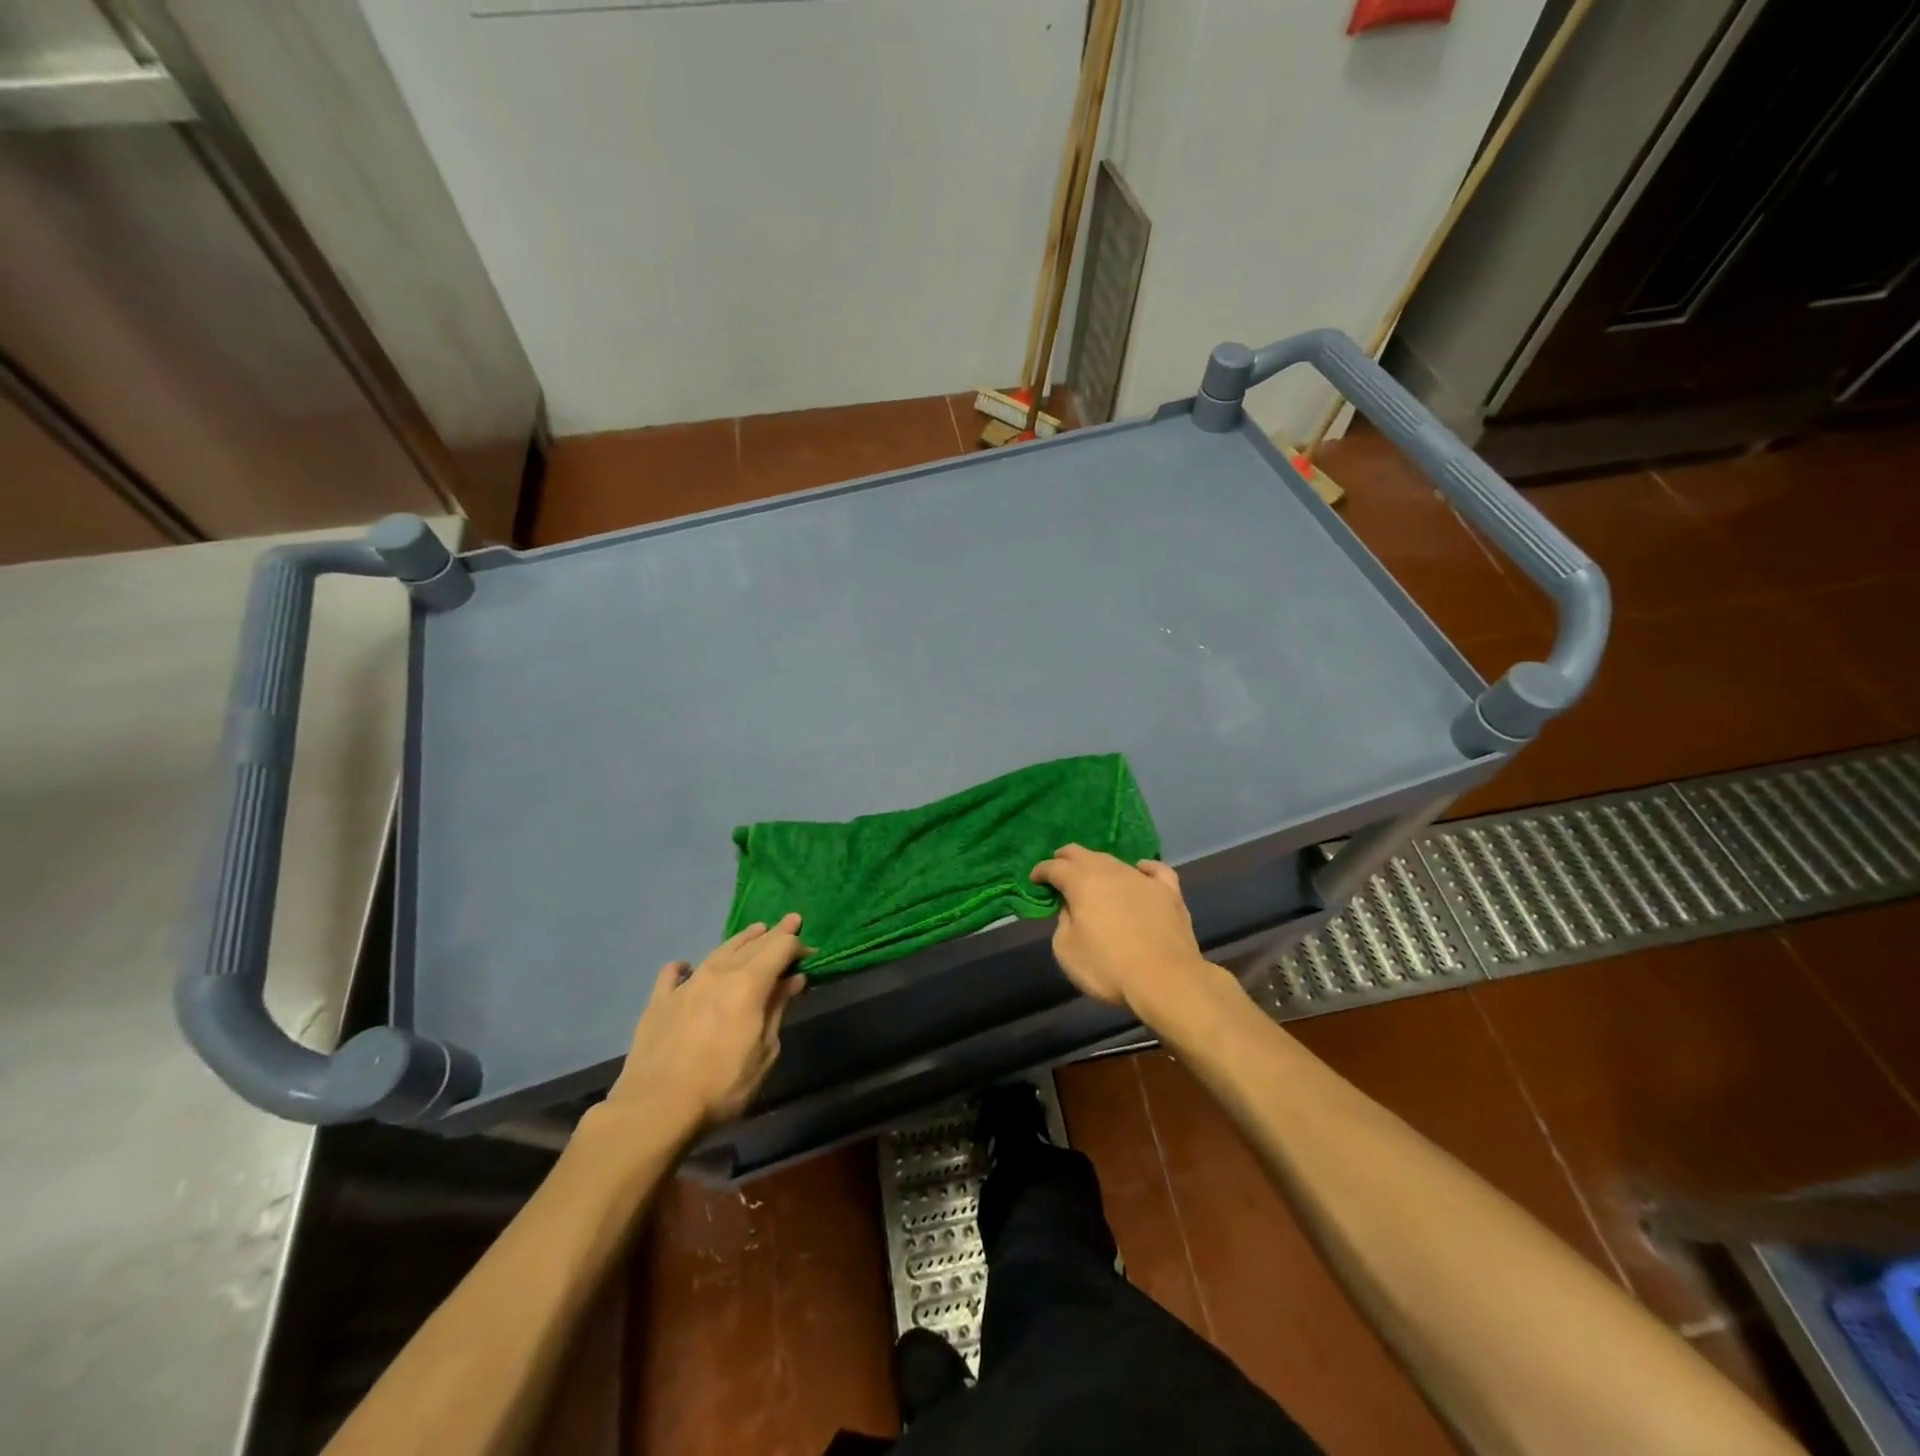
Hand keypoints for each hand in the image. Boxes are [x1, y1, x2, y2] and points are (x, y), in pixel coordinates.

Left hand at [606, 914, 807, 1134]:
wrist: (656, 1108)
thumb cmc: (722, 1084)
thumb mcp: (765, 1051)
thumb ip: (777, 1009)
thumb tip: (792, 979)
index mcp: (749, 982)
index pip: (780, 948)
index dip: (797, 945)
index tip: (810, 951)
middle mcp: (719, 972)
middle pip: (753, 944)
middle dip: (775, 933)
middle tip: (790, 921)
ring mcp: (686, 984)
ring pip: (718, 951)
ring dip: (740, 941)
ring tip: (754, 932)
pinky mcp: (659, 1001)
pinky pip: (673, 974)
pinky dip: (684, 967)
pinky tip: (686, 966)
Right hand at [1029, 845, 1217, 1021]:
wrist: (1165, 980)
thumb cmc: (1108, 968)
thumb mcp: (1066, 950)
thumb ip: (1063, 922)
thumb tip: (1071, 909)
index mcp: (1082, 882)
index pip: (1055, 867)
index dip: (1041, 871)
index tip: (1035, 879)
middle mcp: (1111, 872)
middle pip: (1083, 854)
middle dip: (1066, 858)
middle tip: (1058, 868)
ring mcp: (1142, 879)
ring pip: (1115, 861)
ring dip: (1099, 866)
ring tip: (1094, 876)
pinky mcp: (1169, 892)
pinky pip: (1156, 870)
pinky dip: (1144, 868)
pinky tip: (1141, 870)